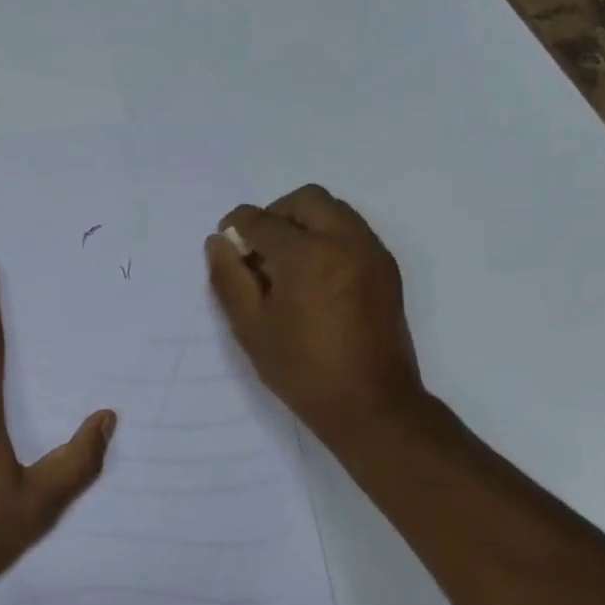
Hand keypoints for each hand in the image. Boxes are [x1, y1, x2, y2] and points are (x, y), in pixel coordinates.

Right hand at [204, 184, 426, 447]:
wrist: (371, 405)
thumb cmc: (302, 370)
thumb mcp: (251, 327)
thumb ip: (229, 278)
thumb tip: (218, 242)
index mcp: (308, 255)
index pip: (263, 220)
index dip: (237, 226)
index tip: (226, 243)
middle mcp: (346, 241)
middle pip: (306, 200)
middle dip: (275, 214)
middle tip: (258, 249)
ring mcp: (372, 253)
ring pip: (334, 211)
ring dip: (303, 223)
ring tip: (285, 263)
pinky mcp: (386, 269)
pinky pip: (352, 231)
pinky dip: (328, 237)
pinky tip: (313, 276)